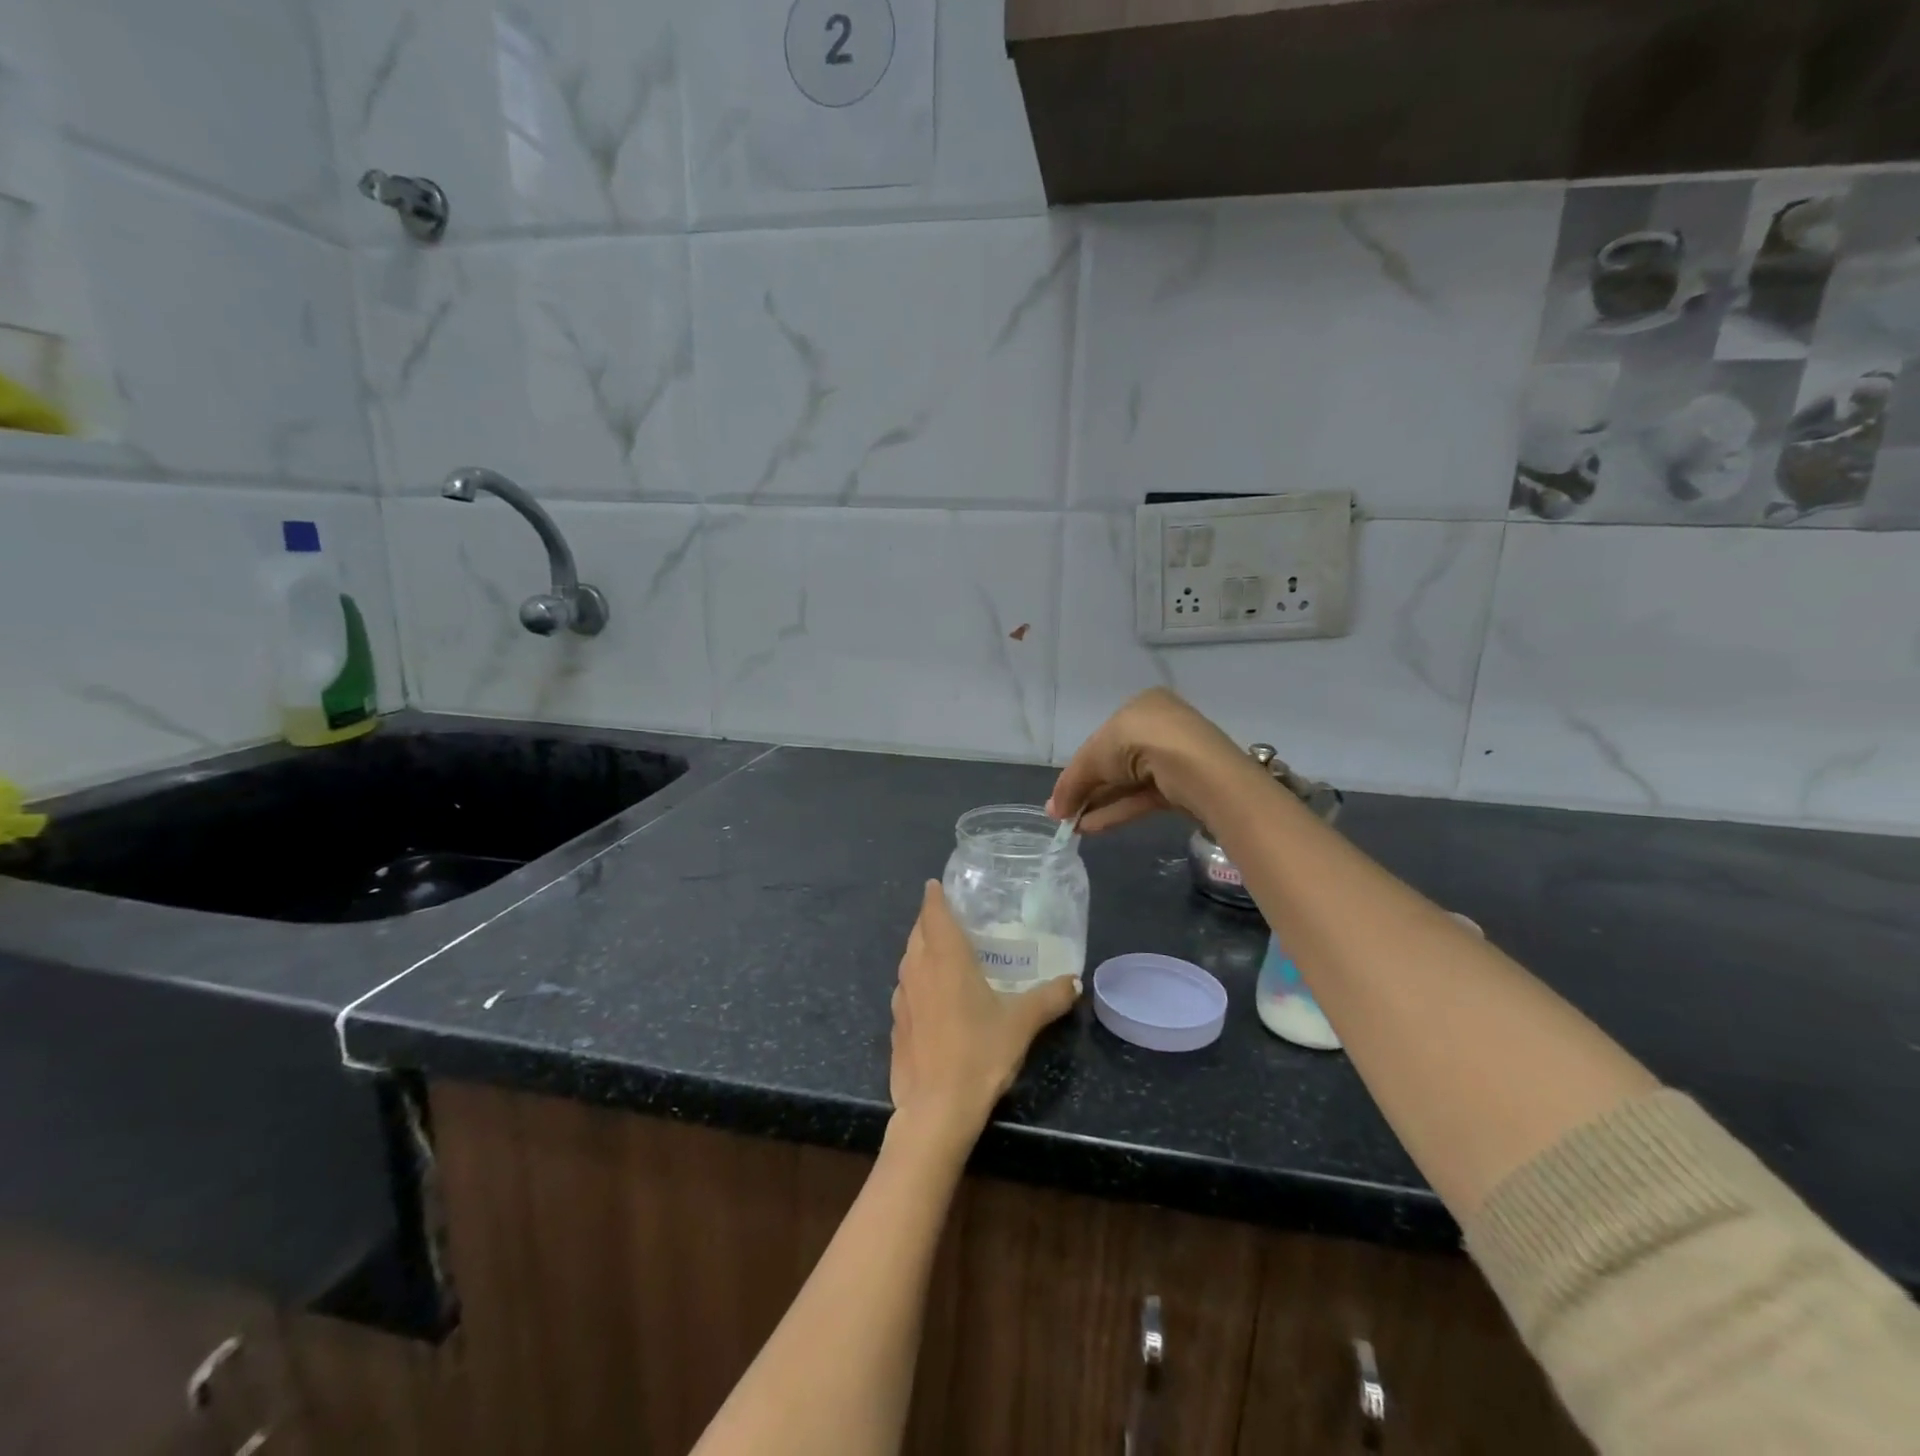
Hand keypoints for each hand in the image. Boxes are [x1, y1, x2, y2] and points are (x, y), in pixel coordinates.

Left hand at [889, 882, 1078, 1146]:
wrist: (936, 1109)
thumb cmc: (979, 1054)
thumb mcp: (1022, 1023)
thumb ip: (1050, 998)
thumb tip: (1074, 981)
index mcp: (945, 958)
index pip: (933, 911)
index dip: (935, 896)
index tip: (939, 885)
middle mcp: (917, 968)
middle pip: (918, 932)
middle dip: (931, 920)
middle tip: (954, 918)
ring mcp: (901, 996)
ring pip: (908, 959)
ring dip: (922, 949)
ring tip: (946, 953)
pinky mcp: (896, 1023)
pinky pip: (906, 987)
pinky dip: (918, 979)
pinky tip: (935, 996)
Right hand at [1046, 687, 1250, 832]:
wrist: (1193, 766)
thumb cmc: (1137, 742)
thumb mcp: (1093, 757)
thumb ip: (1072, 783)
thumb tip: (1053, 810)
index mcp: (1140, 707)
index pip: (1103, 739)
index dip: (1079, 767)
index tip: (1062, 793)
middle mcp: (1159, 727)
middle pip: (1115, 763)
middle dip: (1087, 789)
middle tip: (1063, 813)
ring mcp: (1175, 758)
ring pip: (1128, 784)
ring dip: (1098, 803)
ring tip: (1071, 826)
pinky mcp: (1184, 787)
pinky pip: (1143, 798)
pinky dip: (1117, 811)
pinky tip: (1091, 828)